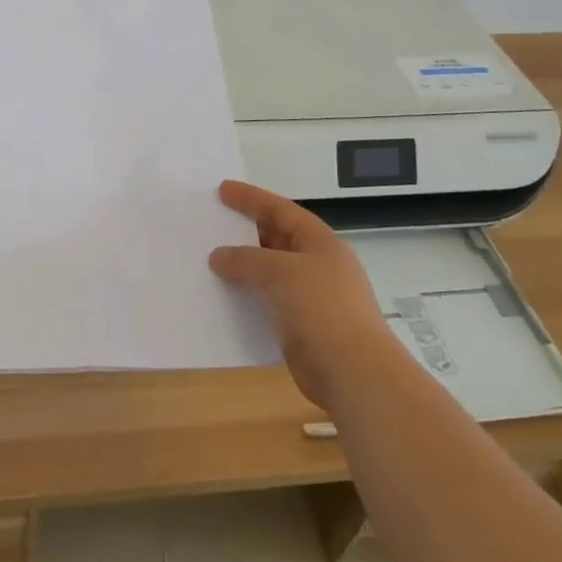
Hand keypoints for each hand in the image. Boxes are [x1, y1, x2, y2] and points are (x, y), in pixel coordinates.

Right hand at [211, 179, 398, 410]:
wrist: (353, 372)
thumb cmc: (321, 308)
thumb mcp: (280, 272)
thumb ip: (246, 259)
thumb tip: (218, 256)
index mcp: (321, 243)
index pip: (282, 211)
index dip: (252, 198)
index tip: (223, 190)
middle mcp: (318, 265)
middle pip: (277, 239)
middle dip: (245, 232)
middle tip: (212, 224)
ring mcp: (312, 298)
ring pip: (270, 273)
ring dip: (243, 268)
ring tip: (209, 260)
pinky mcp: (302, 327)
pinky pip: (268, 302)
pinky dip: (247, 297)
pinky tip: (223, 298)